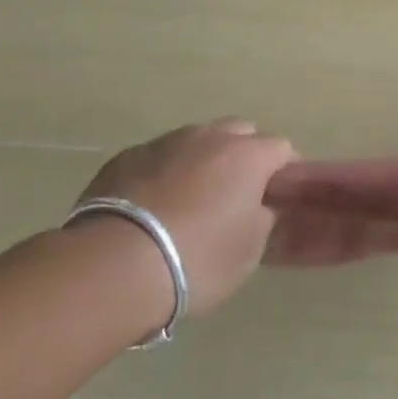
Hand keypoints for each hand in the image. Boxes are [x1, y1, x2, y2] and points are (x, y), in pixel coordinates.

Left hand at [75, 119, 295, 318]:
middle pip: (240, 132)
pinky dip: (165, 171)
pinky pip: (158, 156)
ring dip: (203, 159)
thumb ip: (262, 219)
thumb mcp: (249, 251)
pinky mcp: (125, 157)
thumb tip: (259, 207)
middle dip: (245, 154)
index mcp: (248, 156)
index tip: (277, 196)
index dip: (284, 170)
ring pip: (197, 139)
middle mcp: (210, 138)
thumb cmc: (197, 259)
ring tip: (192, 197)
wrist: (113, 266)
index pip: (281, 148)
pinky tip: (154, 204)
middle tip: (237, 192)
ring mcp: (165, 143)